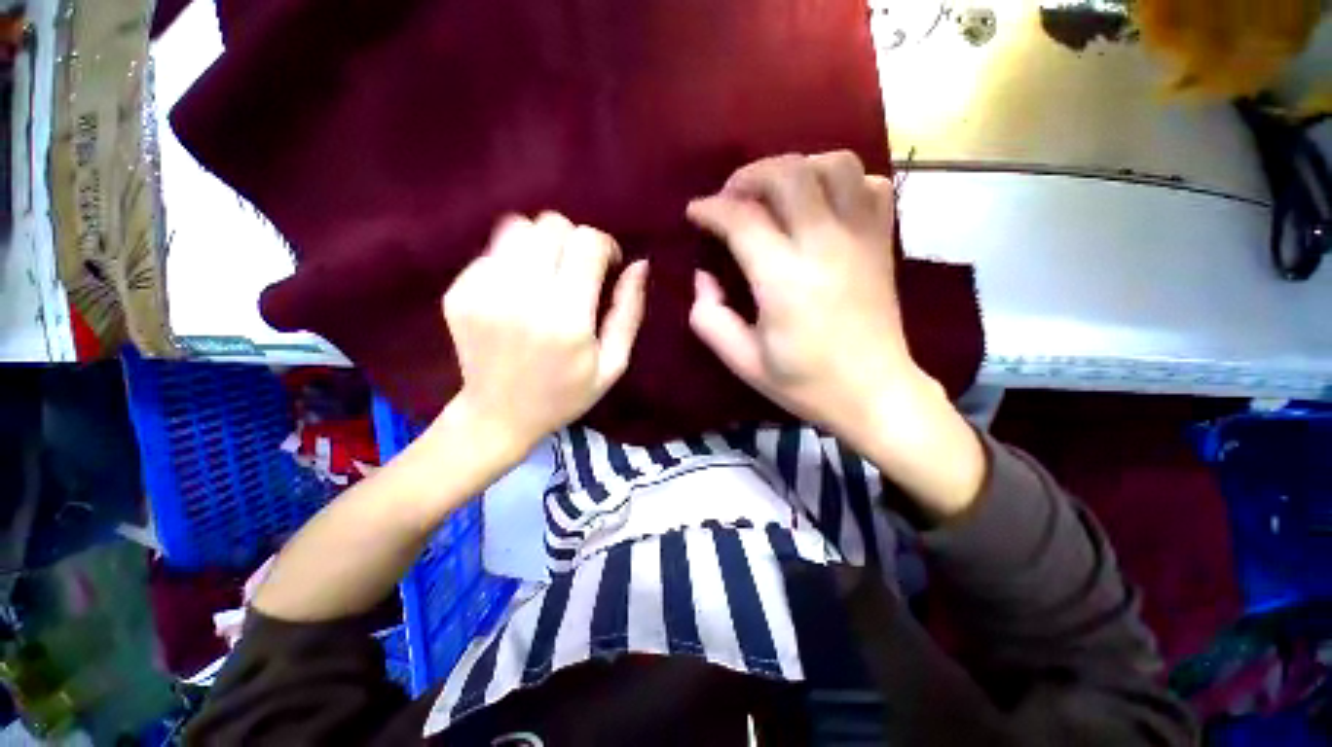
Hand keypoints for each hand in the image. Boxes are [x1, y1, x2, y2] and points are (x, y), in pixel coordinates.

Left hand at [442, 212, 647, 457]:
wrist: (499, 416)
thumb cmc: (566, 394)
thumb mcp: (613, 364)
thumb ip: (629, 312)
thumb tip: (639, 264)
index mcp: (567, 319)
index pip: (587, 243)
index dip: (605, 246)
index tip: (607, 266)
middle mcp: (521, 297)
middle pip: (552, 225)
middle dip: (573, 240)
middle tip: (577, 271)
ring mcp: (482, 292)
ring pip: (518, 227)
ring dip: (542, 245)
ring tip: (547, 277)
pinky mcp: (458, 293)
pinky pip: (493, 252)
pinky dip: (513, 263)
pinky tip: (518, 294)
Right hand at [686, 151, 927, 439]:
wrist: (874, 393)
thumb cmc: (805, 383)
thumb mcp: (742, 361)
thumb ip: (709, 317)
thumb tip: (704, 275)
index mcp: (784, 279)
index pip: (742, 219)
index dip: (711, 209)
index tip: (696, 214)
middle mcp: (825, 245)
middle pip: (788, 174)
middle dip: (749, 176)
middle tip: (731, 198)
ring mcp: (861, 238)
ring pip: (834, 165)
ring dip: (796, 168)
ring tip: (775, 194)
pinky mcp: (882, 242)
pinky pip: (870, 185)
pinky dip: (841, 182)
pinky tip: (822, 204)